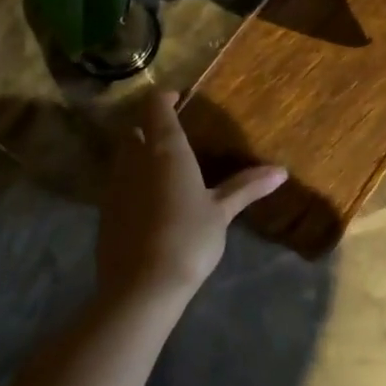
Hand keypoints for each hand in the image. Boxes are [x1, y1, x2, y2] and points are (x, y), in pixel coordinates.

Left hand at [96, 89, 286, 307]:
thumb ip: (246, 187)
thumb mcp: (222, 212)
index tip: (179, 99)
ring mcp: (114, 186)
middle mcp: (135, 160)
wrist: (141, 287)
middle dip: (150, 128)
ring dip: (139, 156)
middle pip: (134, 130)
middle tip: (175, 137)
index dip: (165, 98)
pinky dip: (132, 184)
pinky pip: (117, 186)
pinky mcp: (104, 213)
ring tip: (165, 171)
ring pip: (123, 158)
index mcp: (166, 150)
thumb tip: (281, 171)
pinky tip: (151, 205)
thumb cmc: (188, 238)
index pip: (156, 107)